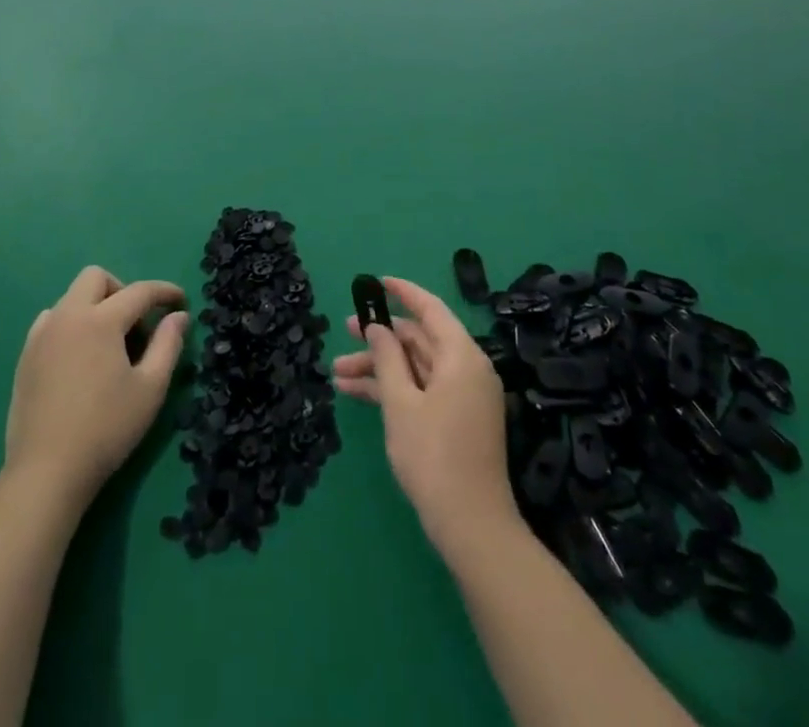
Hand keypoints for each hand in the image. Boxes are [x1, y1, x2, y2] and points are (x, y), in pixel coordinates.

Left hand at [4, 266, 188, 505]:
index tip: (181, 302)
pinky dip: (72, 325)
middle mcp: (68, 316)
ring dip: (95, 307)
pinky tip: (81, 358)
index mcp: (100, 320)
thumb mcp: (150, 388)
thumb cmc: (106, 429)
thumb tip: (179, 316)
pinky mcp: (25, 356)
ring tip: (109, 346)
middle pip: (96, 278)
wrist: (46, 472)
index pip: (139, 291)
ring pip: (71, 298)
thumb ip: (168, 345)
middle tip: (137, 323)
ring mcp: (41, 335)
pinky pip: (52, 321)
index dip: (165, 292)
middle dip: (122, 290)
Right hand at [332, 276, 515, 550]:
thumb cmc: (434, 456)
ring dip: (378, 368)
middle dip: (379, 338)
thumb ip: (387, 359)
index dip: (403, 292)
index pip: (430, 309)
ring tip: (336, 372)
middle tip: (344, 332)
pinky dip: (392, 389)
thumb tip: (378, 327)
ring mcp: (462, 396)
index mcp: (461, 356)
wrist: (471, 526)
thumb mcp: (401, 403)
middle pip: (419, 340)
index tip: (377, 282)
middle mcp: (465, 369)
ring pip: (415, 367)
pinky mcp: (455, 420)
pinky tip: (355, 392)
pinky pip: (421, 390)